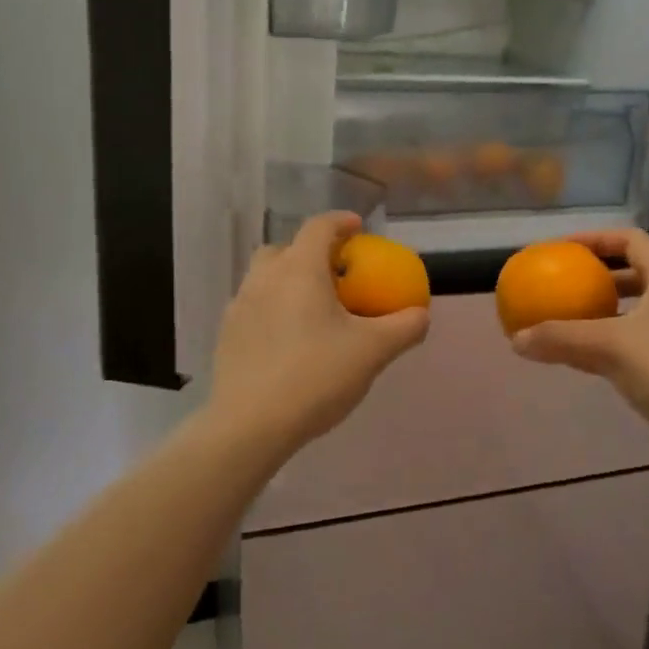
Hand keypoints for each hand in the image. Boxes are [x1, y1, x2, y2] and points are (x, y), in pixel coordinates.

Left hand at [205, 212, 429, 455]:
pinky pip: (254, 307)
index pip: (319, 227)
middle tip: (334, 274)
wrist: (250, 426)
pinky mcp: (227, 334)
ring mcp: (239, 305)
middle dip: (310, 252)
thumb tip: (421, 314)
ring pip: (266, 277)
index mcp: (299, 269)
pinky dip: (273, 309)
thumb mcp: (373, 352)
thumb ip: (404, 327)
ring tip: (312, 309)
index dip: (341, 222)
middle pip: (286, 248)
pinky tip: (289, 340)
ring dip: (289, 281)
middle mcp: (264, 277)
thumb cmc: (316, 377)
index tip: (359, 229)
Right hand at [510, 228, 648, 479]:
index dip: (594, 239)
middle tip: (562, 284)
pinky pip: (640, 338)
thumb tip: (516, 339)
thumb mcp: (610, 348)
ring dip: (603, 311)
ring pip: (636, 309)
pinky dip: (612, 339)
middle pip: (634, 272)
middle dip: (596, 277)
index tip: (561, 250)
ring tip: (568, 320)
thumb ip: (561, 338)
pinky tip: (587, 358)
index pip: (629, 240)